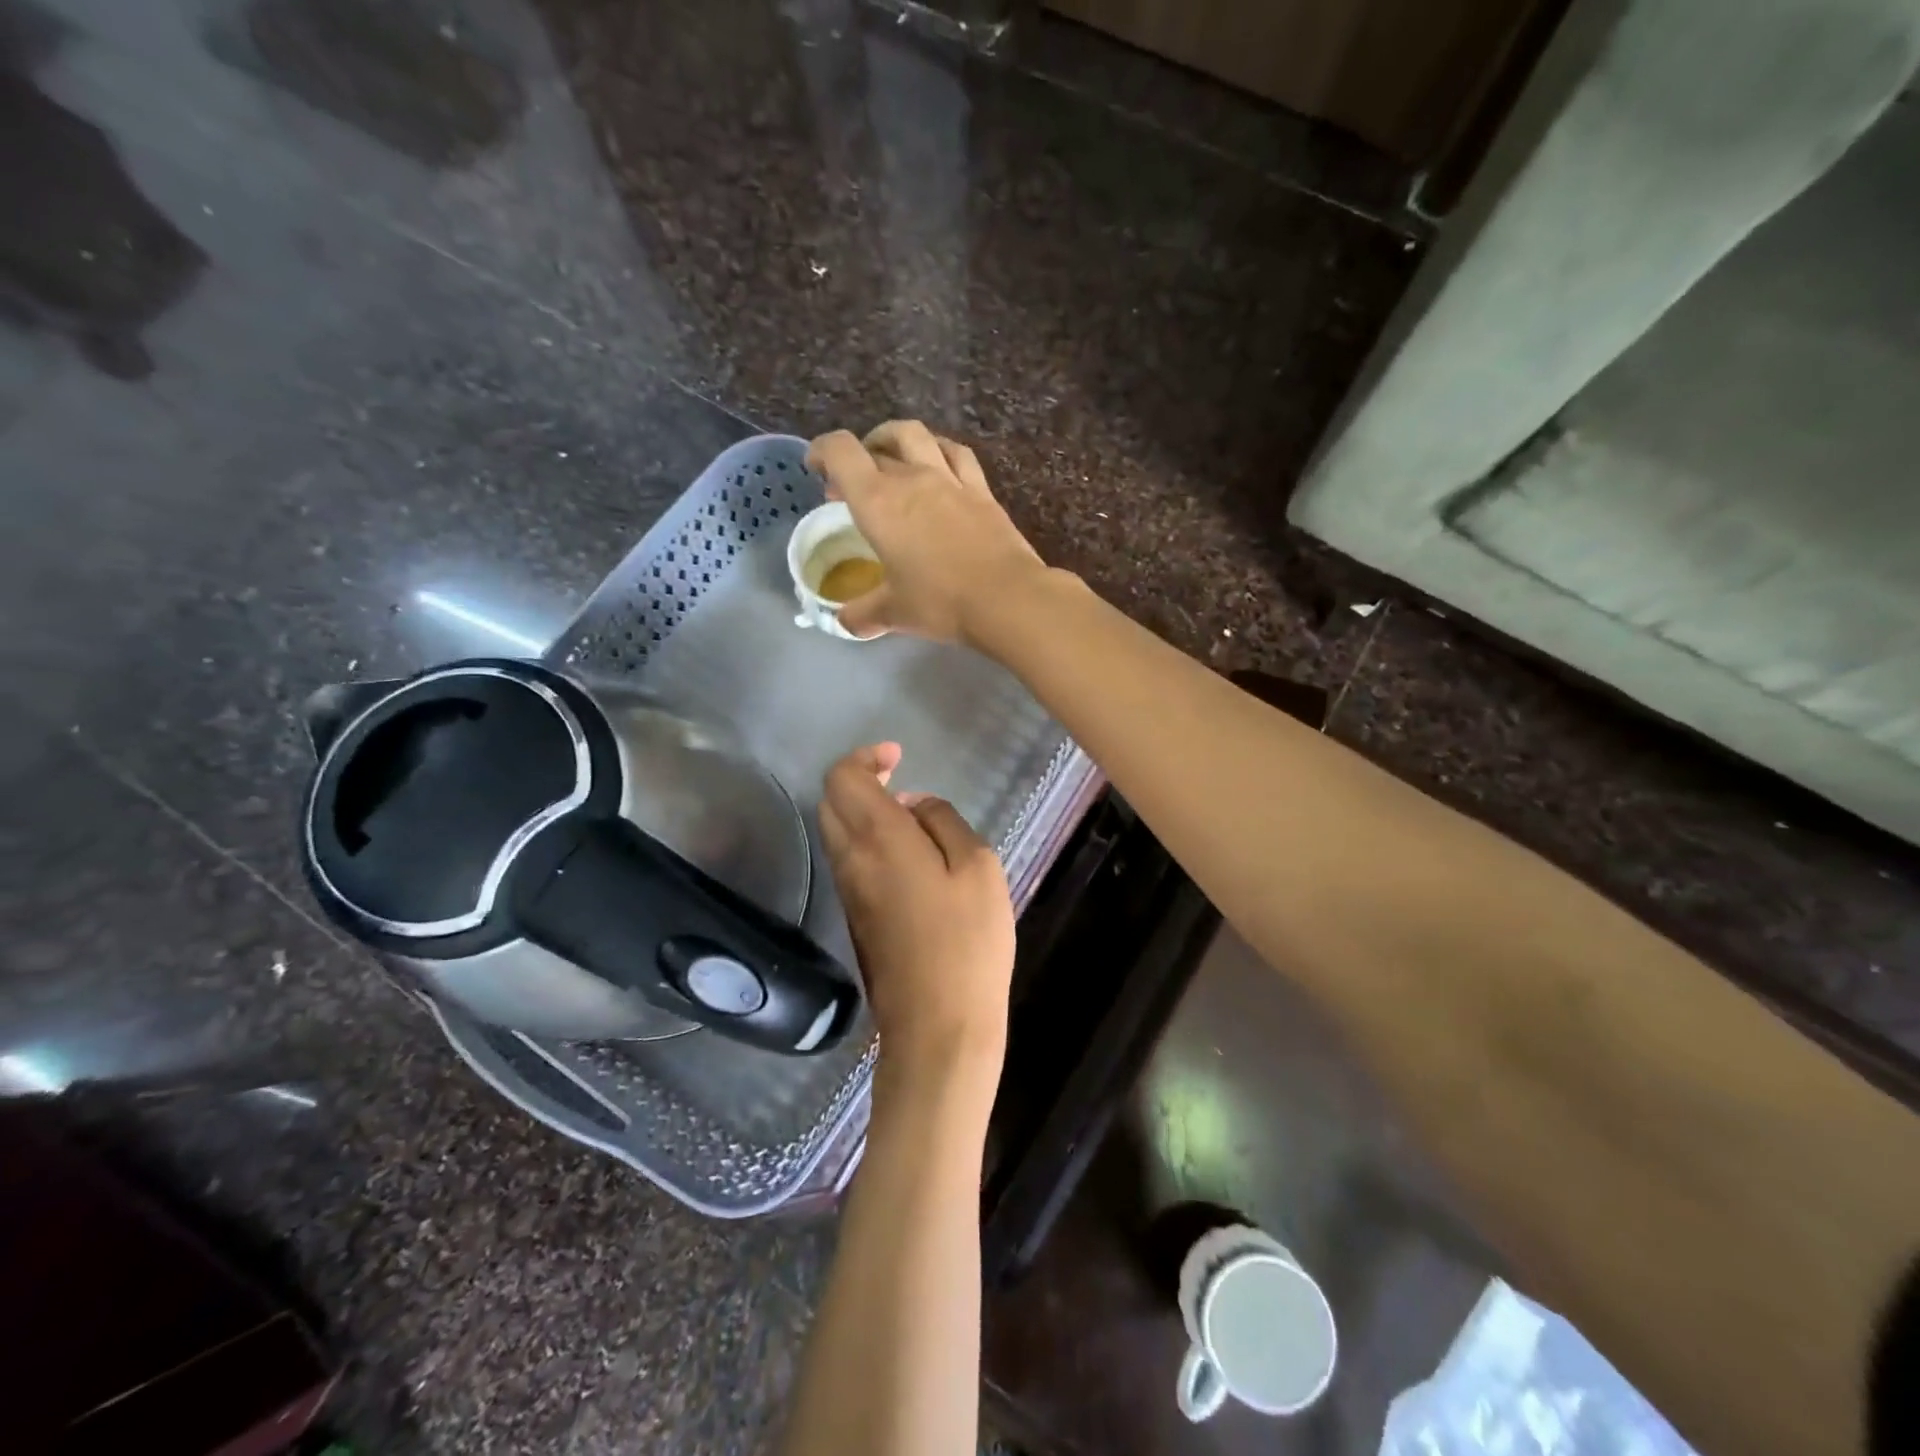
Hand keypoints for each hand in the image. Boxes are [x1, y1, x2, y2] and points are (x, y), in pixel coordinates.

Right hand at [806, 421, 1048, 644]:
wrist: (1006, 598)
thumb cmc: (940, 602)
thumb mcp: (893, 613)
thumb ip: (863, 615)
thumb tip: (844, 622)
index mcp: (878, 502)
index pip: (841, 452)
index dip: (822, 451)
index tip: (816, 469)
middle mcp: (912, 479)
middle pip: (877, 446)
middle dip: (856, 459)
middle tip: (851, 485)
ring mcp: (950, 480)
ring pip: (917, 435)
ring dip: (895, 439)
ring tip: (891, 457)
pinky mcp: (981, 490)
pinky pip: (956, 454)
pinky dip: (939, 451)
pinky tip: (938, 463)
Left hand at [818, 743, 1015, 1083]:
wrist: (938, 1026)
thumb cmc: (967, 941)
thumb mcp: (977, 867)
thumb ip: (943, 822)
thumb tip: (914, 806)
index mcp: (878, 839)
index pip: (843, 778)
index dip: (865, 758)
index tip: (897, 757)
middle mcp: (851, 860)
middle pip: (831, 803)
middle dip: (858, 781)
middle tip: (898, 779)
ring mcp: (848, 893)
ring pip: (836, 833)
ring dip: (862, 812)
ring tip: (911, 817)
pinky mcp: (854, 919)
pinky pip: (850, 862)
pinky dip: (867, 842)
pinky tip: (908, 857)